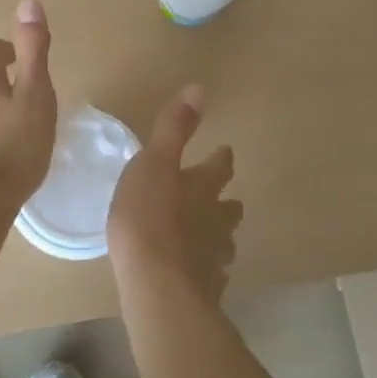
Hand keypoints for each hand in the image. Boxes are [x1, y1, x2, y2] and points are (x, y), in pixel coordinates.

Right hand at [106, 85, 242, 301]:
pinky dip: (205, 268)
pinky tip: (196, 274)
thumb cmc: (149, 217)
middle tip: (219, 197)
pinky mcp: (205, 289)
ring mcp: (214, 257)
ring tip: (208, 236)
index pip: (220, 166)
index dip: (221, 158)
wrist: (158, 287)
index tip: (225, 151)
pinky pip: (210, 274)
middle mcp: (215, 220)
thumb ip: (174, 128)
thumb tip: (199, 88)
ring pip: (223, 242)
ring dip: (217, 235)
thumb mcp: (153, 163)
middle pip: (228, 207)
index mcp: (203, 187)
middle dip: (224, 200)